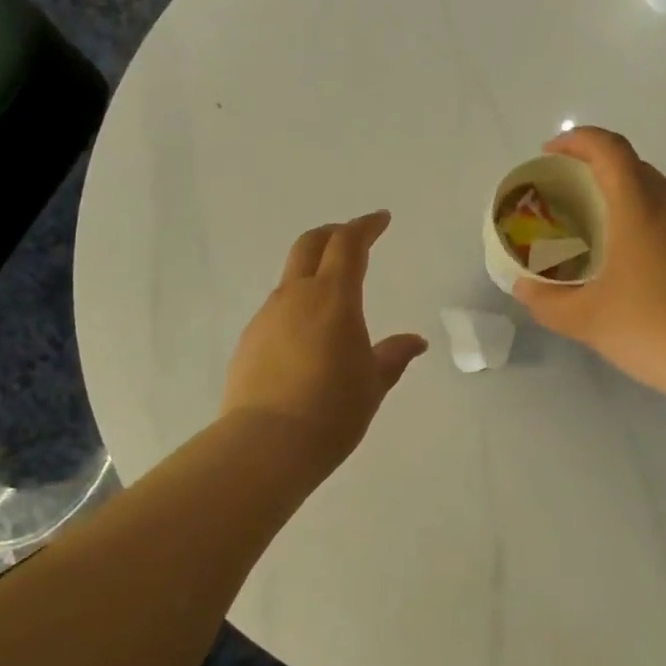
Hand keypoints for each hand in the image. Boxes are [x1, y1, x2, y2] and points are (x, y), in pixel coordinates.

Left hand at [222, 211, 427, 476]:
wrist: (266, 444)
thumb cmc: (333, 410)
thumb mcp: (373, 383)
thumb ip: (394, 355)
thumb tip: (416, 341)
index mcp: (333, 297)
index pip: (348, 244)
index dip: (366, 226)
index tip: (381, 220)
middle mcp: (295, 296)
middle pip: (310, 244)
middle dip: (333, 233)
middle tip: (353, 237)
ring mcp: (267, 316)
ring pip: (291, 278)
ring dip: (313, 273)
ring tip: (333, 298)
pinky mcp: (249, 340)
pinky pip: (277, 310)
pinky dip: (297, 306)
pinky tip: (307, 337)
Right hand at [514, 127, 665, 395]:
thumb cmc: (652, 328)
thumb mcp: (585, 319)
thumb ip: (546, 301)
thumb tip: (524, 288)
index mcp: (638, 209)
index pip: (610, 149)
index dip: (577, 140)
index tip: (549, 154)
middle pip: (632, 165)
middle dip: (594, 165)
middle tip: (563, 190)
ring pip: (652, 192)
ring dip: (618, 194)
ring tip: (587, 224)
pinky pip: (664, 220)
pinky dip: (636, 220)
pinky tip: (621, 260)